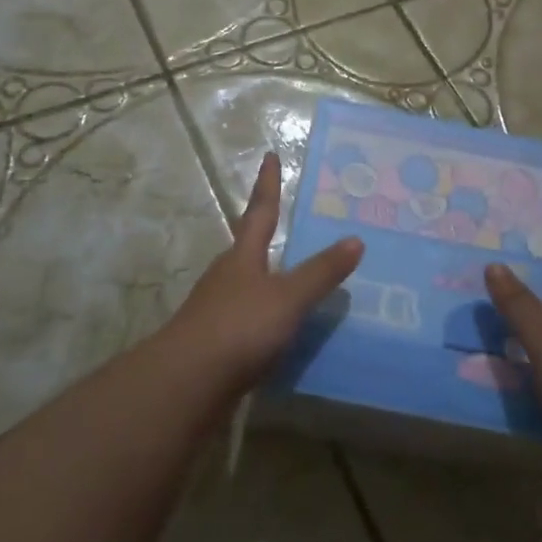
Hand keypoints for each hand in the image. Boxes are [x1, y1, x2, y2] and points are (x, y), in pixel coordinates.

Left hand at [170, 152, 364, 392]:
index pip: (260, 210)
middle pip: (248, 247)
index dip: (268, 184)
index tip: (270, 156)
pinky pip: (247, 319)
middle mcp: (227, 276)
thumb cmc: (239, 328)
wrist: (186, 384)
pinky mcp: (214, 342)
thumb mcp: (288, 298)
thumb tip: (356, 239)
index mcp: (243, 256)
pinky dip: (266, 317)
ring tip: (295, 281)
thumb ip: (321, 272)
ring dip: (268, 279)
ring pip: (247, 284)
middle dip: (265, 233)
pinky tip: (281, 332)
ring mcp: (216, 309)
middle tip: (289, 224)